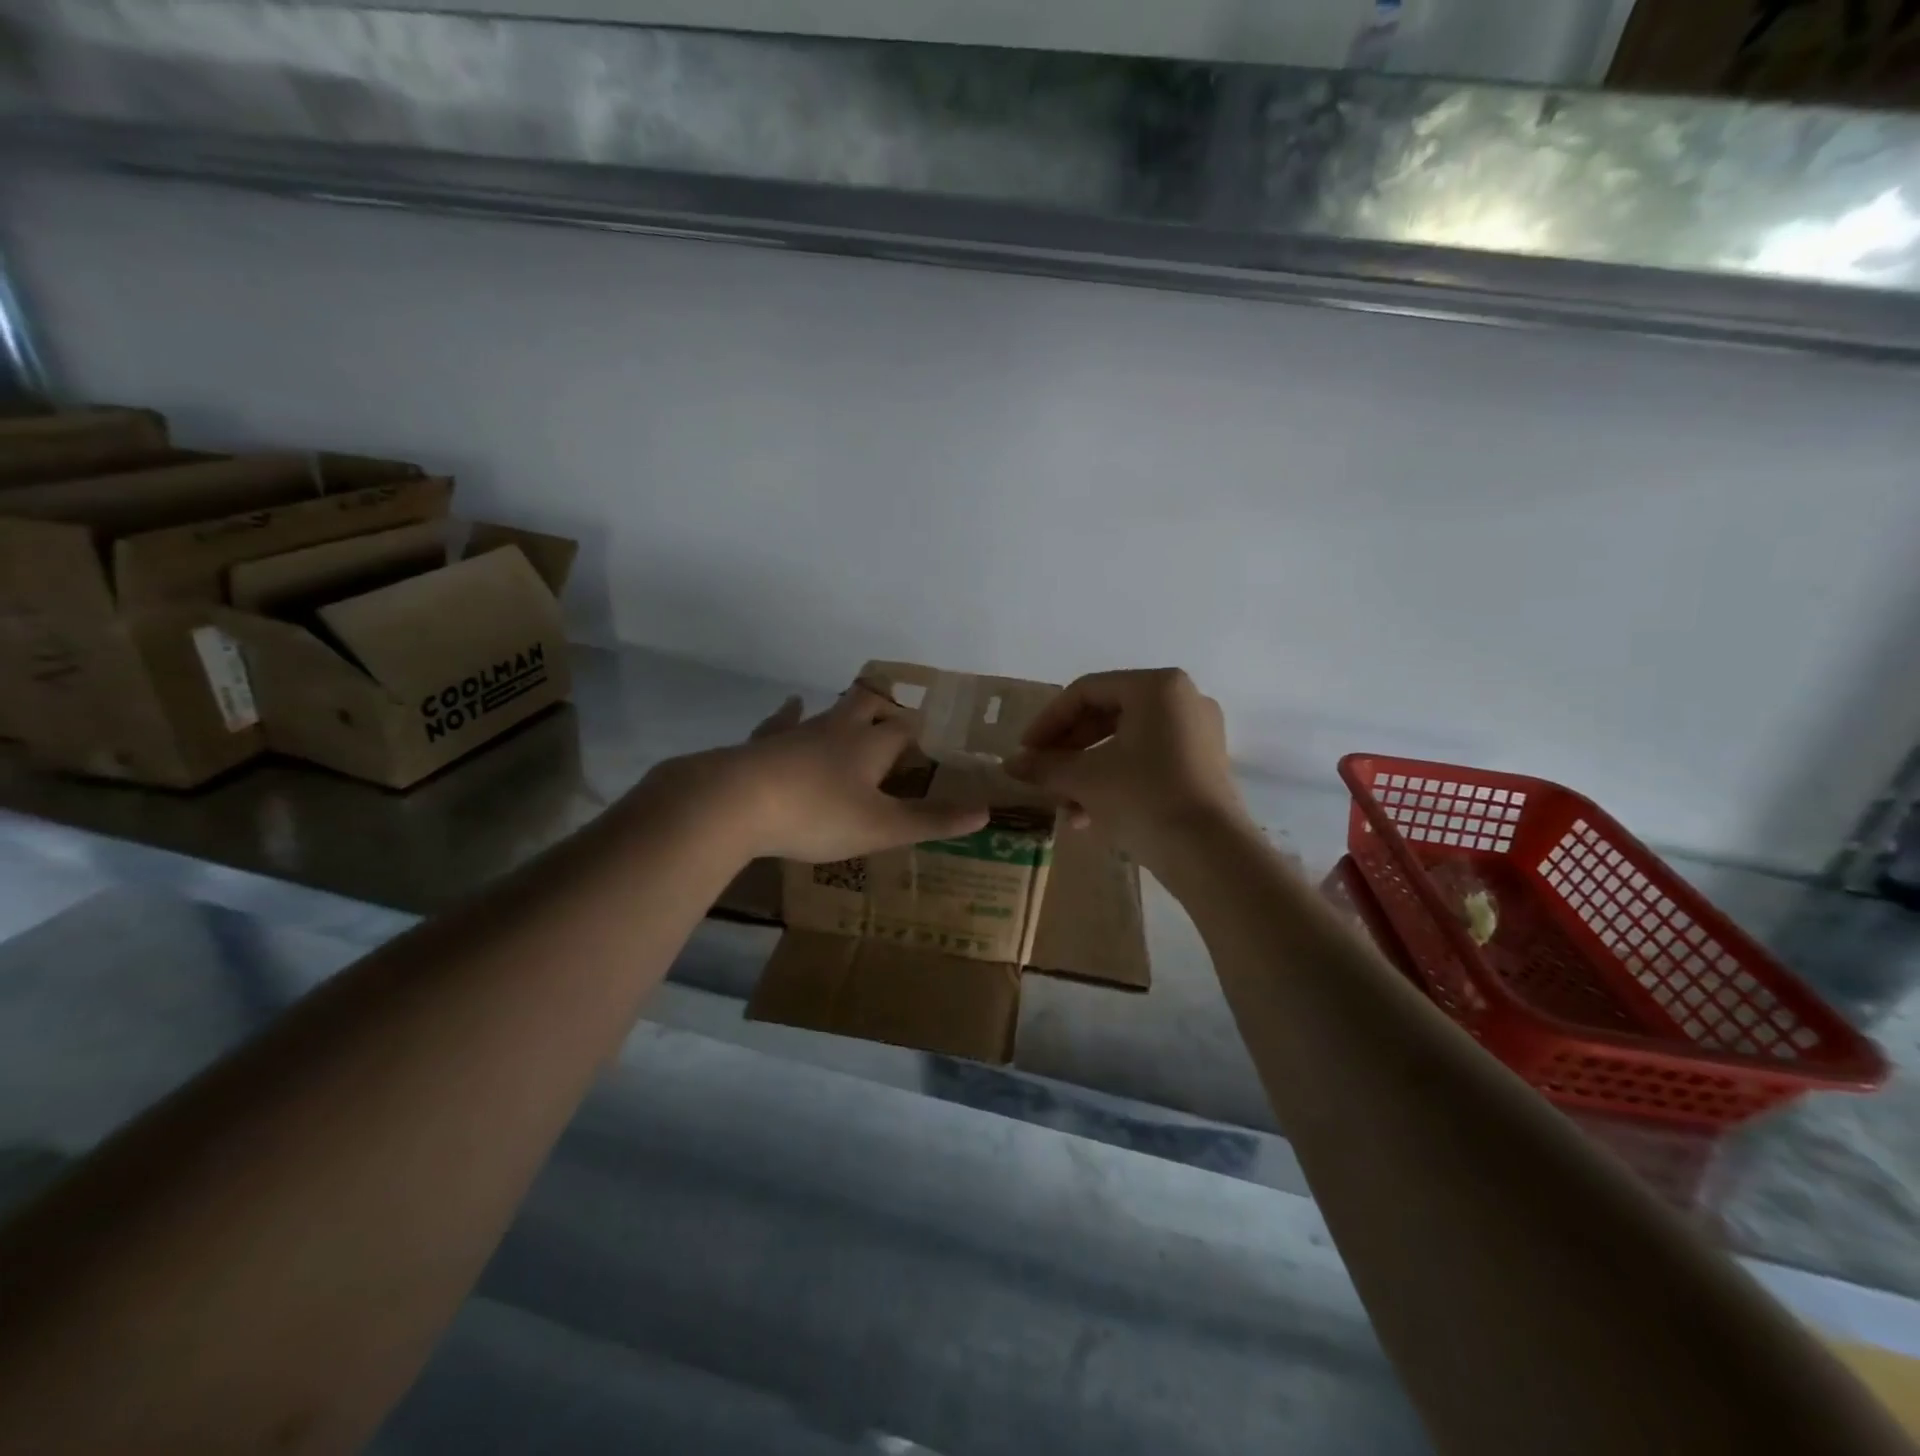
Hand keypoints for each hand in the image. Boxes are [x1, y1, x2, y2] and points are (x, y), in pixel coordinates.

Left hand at [645, 684, 989, 863]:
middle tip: (897, 717)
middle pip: (869, 705)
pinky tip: (790, 705)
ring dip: (846, 711)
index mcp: (870, 746)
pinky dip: (790, 714)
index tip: (933, 738)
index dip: (921, 733)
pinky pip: (782, 721)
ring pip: (829, 711)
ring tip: (857, 710)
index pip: (905, 729)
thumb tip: (986, 811)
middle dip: (886, 708)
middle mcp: (838, 729)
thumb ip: (931, 820)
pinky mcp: (764, 743)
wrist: (735, 803)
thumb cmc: (816, 814)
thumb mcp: (881, 827)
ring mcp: (798, 732)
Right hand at [1005, 668, 1246, 862]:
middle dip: (1068, 750)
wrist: (1210, 855)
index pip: (1086, 692)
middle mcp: (1183, 700)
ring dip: (1087, 772)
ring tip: (1063, 805)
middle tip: (1041, 775)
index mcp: (1156, 687)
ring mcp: (1198, 734)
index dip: (1048, 721)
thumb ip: (1044, 766)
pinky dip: (1116, 781)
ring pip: (1126, 743)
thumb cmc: (1143, 798)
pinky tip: (1089, 817)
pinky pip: (1148, 762)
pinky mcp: (1203, 767)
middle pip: (1107, 715)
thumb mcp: (1085, 779)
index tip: (1025, 752)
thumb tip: (1010, 765)